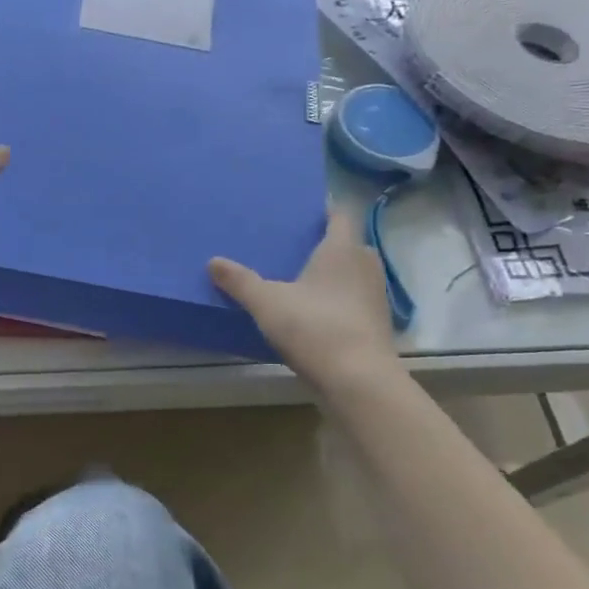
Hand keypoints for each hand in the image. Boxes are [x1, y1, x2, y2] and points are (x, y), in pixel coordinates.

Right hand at [208, 210, 399, 385]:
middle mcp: (365, 266)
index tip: (306, 210)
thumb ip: (239, 281)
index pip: (341, 215)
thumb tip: (213, 261)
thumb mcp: (266, 303)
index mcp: (342, 250)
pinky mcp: (376, 324)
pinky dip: (338, 299)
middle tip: (296, 245)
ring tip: (302, 278)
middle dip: (327, 243)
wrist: (358, 380)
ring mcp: (375, 296)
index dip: (327, 209)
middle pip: (349, 244)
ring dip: (334, 273)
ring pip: (354, 273)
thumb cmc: (314, 327)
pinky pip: (355, 299)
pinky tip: (315, 311)